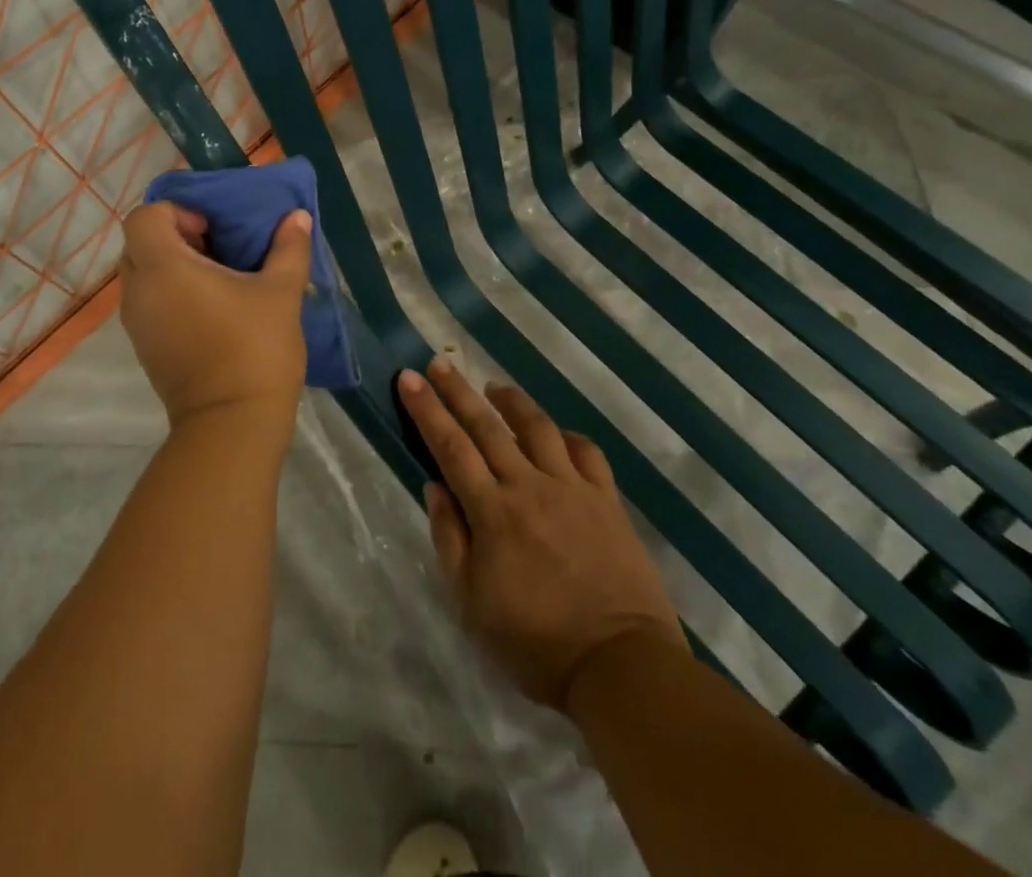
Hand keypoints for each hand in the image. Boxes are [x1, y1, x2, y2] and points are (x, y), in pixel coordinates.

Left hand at [118, 200, 312, 431]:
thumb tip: (298, 217)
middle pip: (139, 242)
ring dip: (172, 265)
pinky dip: (170, 292)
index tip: (211, 230)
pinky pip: (148, 301)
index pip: (144, 217)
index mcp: (164, 268)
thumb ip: (289, 248)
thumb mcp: (281, 293)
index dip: (176, 212)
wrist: (231, 425)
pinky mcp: (145, 347)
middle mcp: (139, 291)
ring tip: (217, 277)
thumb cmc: (255, 349)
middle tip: (215, 247)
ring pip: (142, 274)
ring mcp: (137, 323)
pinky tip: (211, 308)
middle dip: (174, 236)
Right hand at [398, 359, 684, 708]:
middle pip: (488, 426)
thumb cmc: (536, 644)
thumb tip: (435, 486)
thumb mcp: (472, 604)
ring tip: (493, 386)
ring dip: (512, 401)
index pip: (451, 447)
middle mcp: (530, 487)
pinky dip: (567, 436)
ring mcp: (573, 490)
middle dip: (458, 391)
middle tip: (439, 362)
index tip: (409, 377)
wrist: (621, 668)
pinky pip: (587, 453)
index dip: (427, 409)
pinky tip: (555, 433)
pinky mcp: (608, 501)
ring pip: (538, 428)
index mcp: (493, 513)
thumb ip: (451, 539)